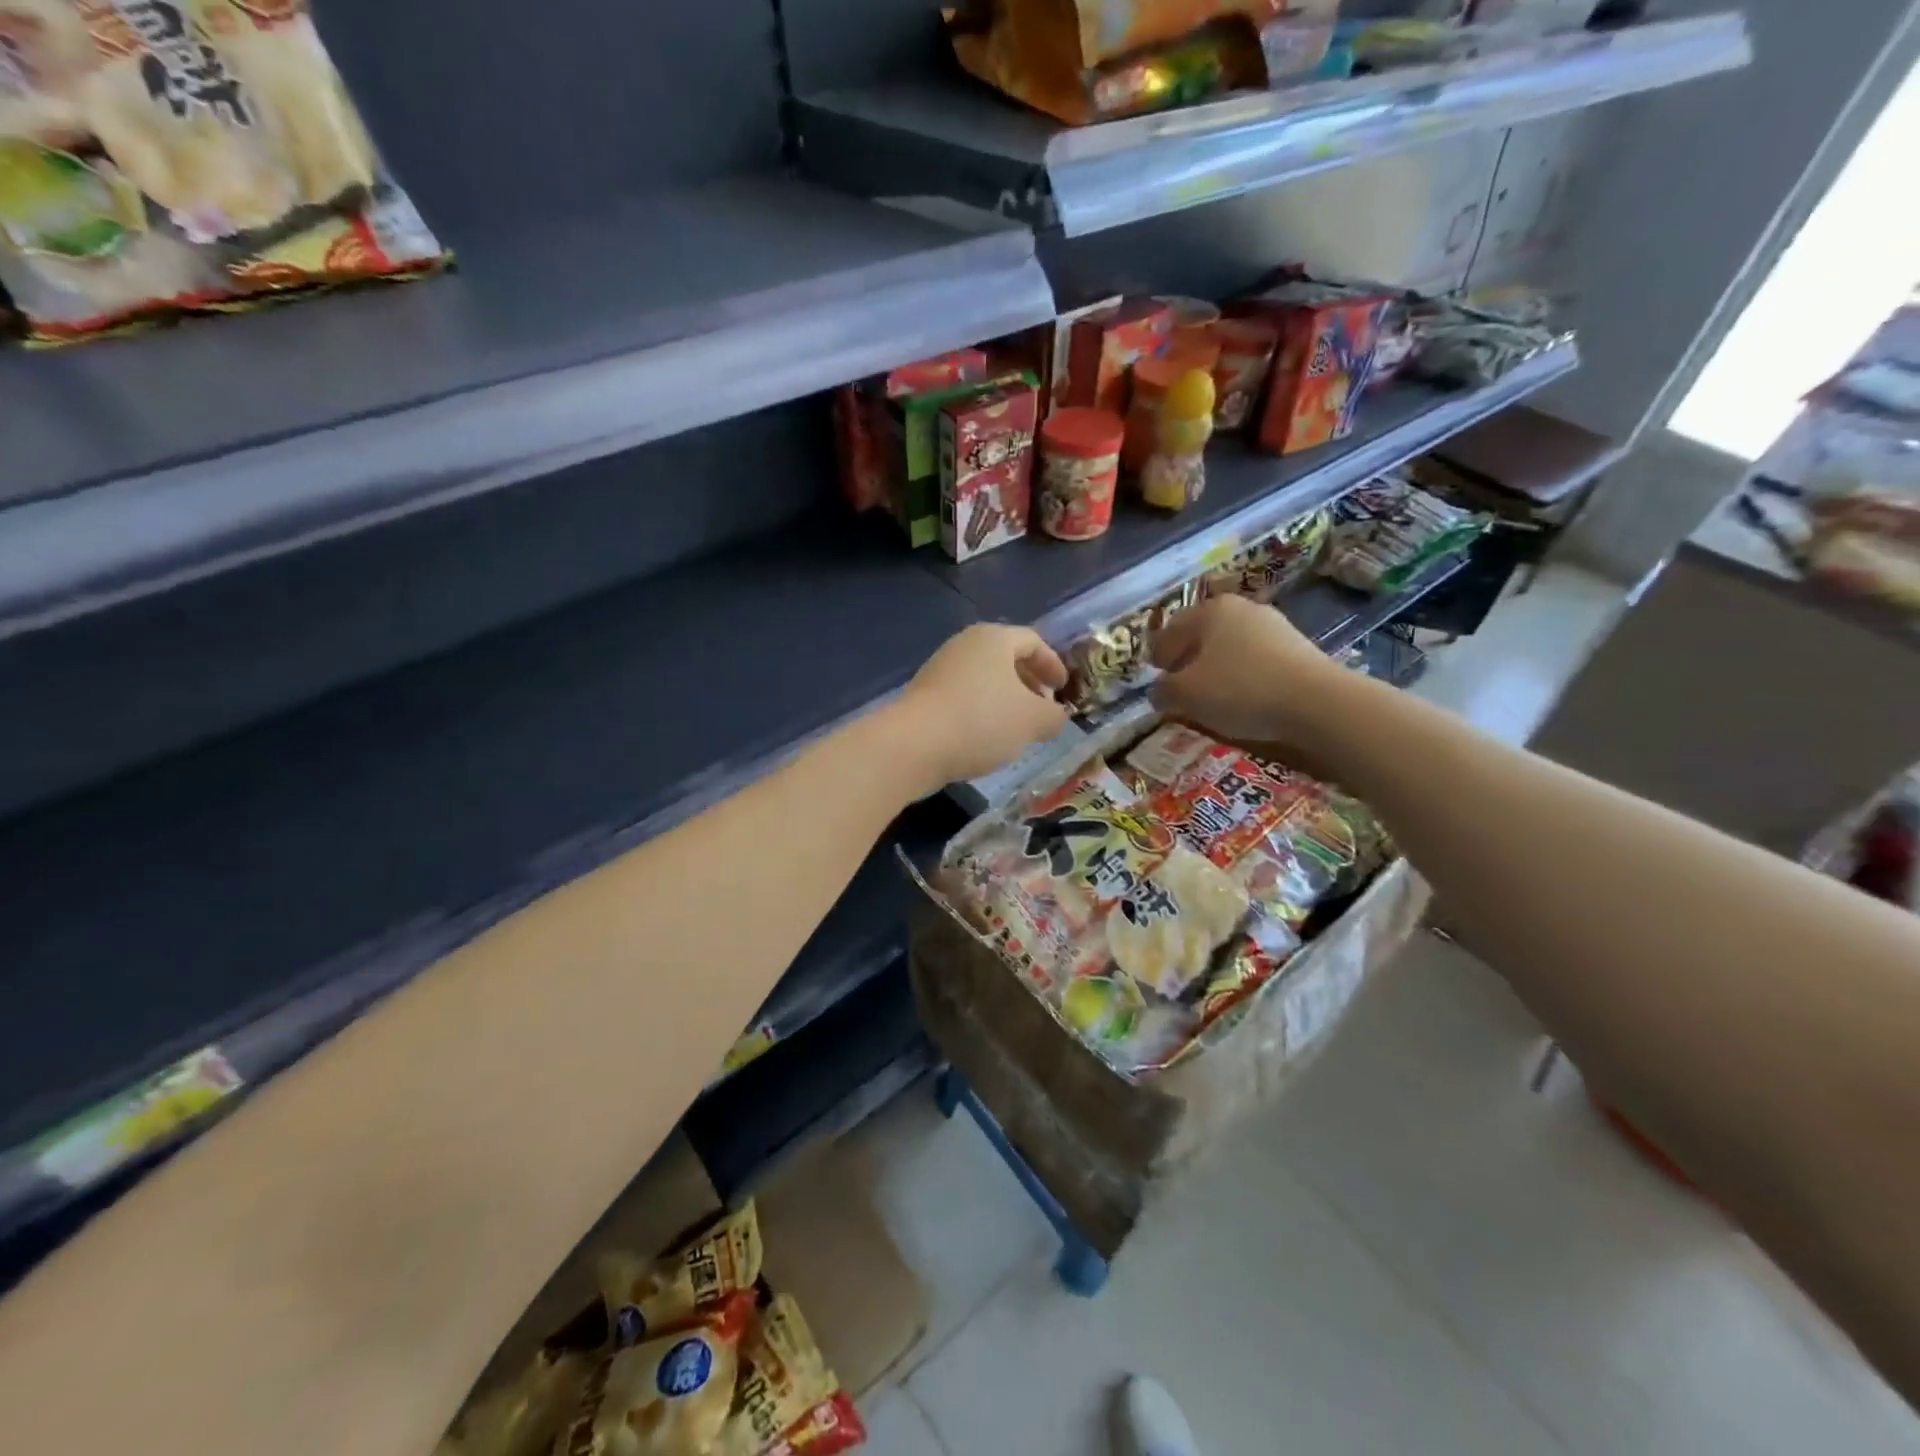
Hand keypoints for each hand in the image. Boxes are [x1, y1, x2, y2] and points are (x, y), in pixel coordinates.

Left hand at [892, 624, 1069, 789]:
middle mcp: (965, 645)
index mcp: (994, 639)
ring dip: (1005, 700)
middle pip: (1006, 658)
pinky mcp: (924, 696)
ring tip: (1017, 729)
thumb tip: (1054, 717)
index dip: (1053, 664)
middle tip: (1043, 709)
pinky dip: (981, 711)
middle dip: (1029, 683)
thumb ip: (1053, 716)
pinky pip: (963, 697)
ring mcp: (940, 669)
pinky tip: (986, 738)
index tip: (1063, 689)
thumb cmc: (982, 721)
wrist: (914, 744)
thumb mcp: (1033, 720)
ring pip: (984, 679)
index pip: (1033, 641)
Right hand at [1149, 595, 1340, 748]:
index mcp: (1210, 610)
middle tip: (1179, 685)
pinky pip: (1255, 660)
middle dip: (1187, 658)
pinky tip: (1243, 697)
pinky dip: (1242, 675)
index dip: (1157, 654)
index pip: (1170, 629)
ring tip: (1211, 695)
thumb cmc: (1239, 689)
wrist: (1316, 702)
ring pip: (1230, 646)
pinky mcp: (1297, 647)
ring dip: (1216, 667)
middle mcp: (1241, 609)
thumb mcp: (1186, 695)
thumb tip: (1158, 692)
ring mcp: (1273, 625)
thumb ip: (1163, 691)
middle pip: (1202, 634)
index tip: (1154, 675)